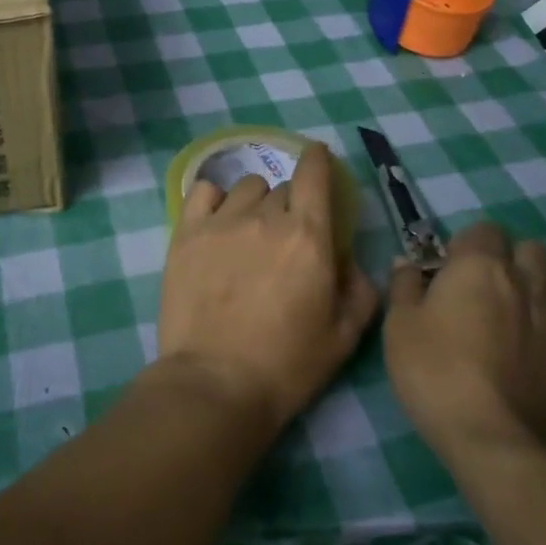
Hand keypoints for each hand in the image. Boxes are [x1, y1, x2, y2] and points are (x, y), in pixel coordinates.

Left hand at [157, 143, 379, 436]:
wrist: (215, 384)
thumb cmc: (287, 365)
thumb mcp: (344, 336)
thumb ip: (359, 289)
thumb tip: (346, 259)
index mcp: (307, 235)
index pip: (314, 173)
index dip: (319, 160)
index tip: (319, 160)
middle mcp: (265, 217)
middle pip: (282, 189)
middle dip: (291, 205)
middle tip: (286, 239)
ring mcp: (221, 222)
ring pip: (246, 188)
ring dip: (255, 203)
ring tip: (250, 232)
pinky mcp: (186, 233)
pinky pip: (203, 192)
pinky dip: (214, 198)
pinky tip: (217, 220)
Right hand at [384, 223, 545, 460]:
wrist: (493, 441)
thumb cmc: (435, 373)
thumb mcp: (399, 325)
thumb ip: (404, 286)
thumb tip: (407, 263)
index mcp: (480, 268)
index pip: (485, 230)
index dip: (467, 244)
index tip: (449, 269)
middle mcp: (525, 285)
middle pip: (533, 249)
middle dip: (513, 257)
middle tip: (488, 284)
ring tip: (523, 307)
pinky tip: (544, 347)